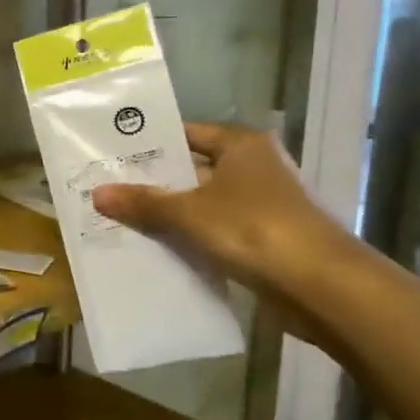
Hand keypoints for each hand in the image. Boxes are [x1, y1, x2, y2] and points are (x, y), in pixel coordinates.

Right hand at [91, 123, 348, 315]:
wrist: (322, 286)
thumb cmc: (254, 229)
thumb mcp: (190, 213)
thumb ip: (144, 203)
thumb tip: (97, 193)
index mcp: (241, 144)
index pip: (185, 134)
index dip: (148, 145)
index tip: (109, 157)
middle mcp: (253, 166)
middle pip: (191, 169)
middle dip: (152, 183)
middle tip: (105, 191)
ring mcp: (260, 203)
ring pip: (201, 203)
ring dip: (168, 214)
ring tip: (119, 220)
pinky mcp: (262, 237)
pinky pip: (213, 230)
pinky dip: (188, 237)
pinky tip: (154, 249)